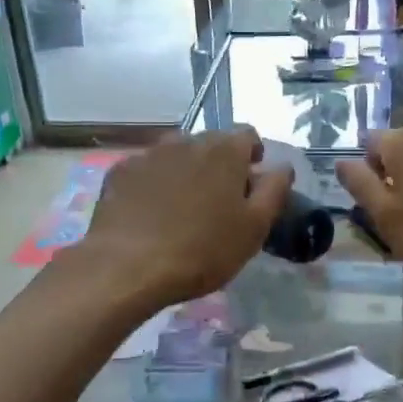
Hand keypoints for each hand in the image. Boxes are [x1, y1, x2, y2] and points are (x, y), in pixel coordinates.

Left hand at [75, 127, 292, 309]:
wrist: (127, 266)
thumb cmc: (202, 250)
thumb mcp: (254, 228)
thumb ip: (274, 191)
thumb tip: (282, 167)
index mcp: (224, 151)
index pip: (247, 135)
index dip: (253, 156)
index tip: (250, 184)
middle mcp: (186, 141)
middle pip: (211, 143)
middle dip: (219, 165)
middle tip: (219, 202)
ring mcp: (149, 154)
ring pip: (177, 155)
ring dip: (186, 172)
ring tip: (183, 207)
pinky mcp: (120, 172)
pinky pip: (147, 170)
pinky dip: (154, 184)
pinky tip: (151, 214)